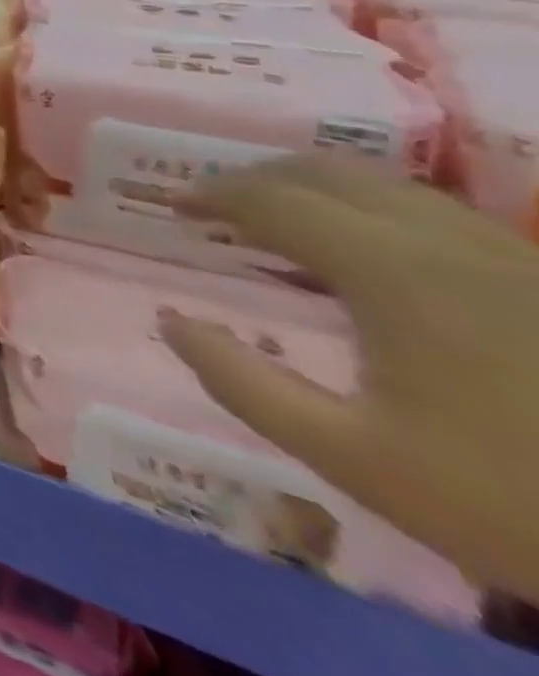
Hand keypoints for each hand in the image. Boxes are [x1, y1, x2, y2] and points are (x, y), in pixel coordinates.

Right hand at [160, 155, 538, 601]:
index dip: (213, 195)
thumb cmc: (516, 503)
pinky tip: (364, 250)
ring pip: (385, 185)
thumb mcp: (356, 460)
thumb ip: (244, 385)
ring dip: (314, 189)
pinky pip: (431, 212)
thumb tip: (171, 323)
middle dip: (258, 178)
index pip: (273, 200)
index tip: (173, 208)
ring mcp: (505, 254)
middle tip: (216, 207)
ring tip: (279, 221)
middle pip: (327, 172)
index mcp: (392, 270)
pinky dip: (369, 209)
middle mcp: (445, 241)